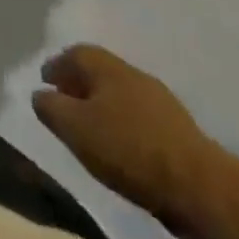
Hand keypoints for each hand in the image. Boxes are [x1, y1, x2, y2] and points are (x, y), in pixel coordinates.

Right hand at [32, 45, 220, 227]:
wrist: (198, 185)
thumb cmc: (127, 149)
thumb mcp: (75, 129)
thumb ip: (51, 108)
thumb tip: (40, 94)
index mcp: (107, 67)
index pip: (75, 53)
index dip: (57, 65)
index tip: (44, 81)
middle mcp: (133, 74)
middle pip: (99, 70)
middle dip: (79, 83)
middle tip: (63, 101)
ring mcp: (160, 100)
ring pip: (120, 93)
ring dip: (102, 103)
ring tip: (89, 126)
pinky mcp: (177, 129)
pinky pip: (138, 115)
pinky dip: (122, 122)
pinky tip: (119, 143)